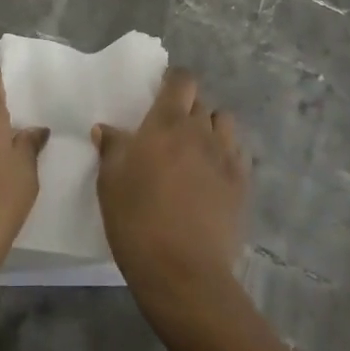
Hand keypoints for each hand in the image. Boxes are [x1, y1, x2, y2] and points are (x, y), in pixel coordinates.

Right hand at [93, 68, 247, 309]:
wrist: (182, 269)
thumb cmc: (136, 219)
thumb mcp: (110, 181)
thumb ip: (112, 148)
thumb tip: (107, 128)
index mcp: (167, 123)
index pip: (182, 81)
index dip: (173, 80)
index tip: (162, 91)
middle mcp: (201, 131)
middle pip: (201, 102)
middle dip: (188, 107)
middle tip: (171, 129)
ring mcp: (227, 157)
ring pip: (224, 124)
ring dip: (211, 127)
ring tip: (196, 148)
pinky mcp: (243, 183)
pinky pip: (238, 153)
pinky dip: (226, 154)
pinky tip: (213, 174)